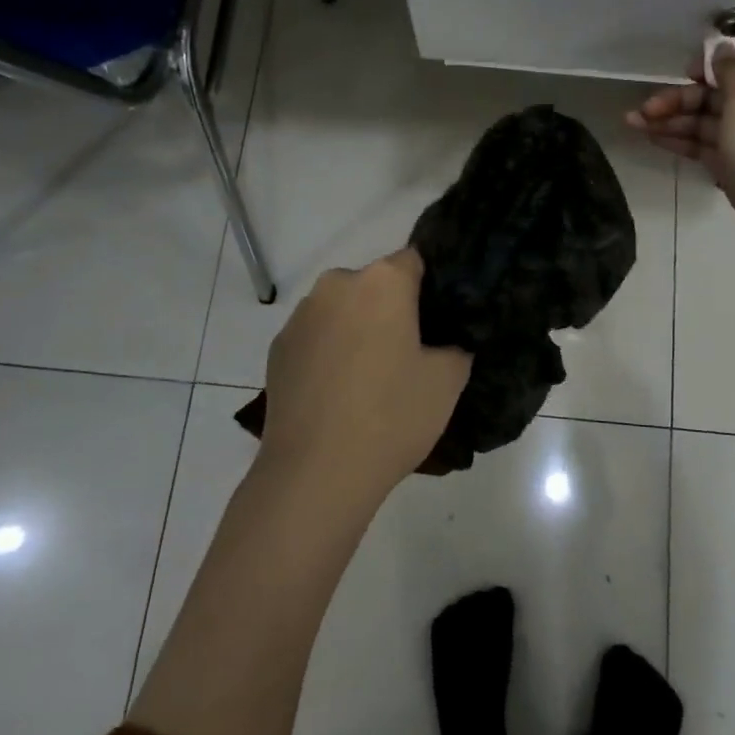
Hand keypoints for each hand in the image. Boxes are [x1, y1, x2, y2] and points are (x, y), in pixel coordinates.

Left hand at [259, 249, 471, 508]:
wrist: (315, 473)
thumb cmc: (391, 416)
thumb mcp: (448, 381)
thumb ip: (457, 346)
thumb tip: (447, 341)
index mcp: (382, 281)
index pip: (415, 261)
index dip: (431, 287)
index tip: (440, 319)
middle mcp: (337, 285)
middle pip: (375, 284)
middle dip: (392, 308)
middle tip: (409, 353)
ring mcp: (301, 315)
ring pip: (343, 310)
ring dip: (358, 329)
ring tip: (370, 378)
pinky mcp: (278, 347)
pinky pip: (316, 337)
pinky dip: (329, 352)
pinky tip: (337, 393)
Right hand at [626, 48, 734, 259]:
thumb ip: (730, 71)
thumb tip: (724, 46)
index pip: (732, 64)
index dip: (704, 66)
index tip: (680, 73)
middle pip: (710, 95)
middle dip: (676, 99)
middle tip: (643, 110)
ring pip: (701, 122)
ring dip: (669, 121)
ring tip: (633, 124)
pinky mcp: (732, 166)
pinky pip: (701, 146)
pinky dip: (679, 141)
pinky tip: (653, 139)